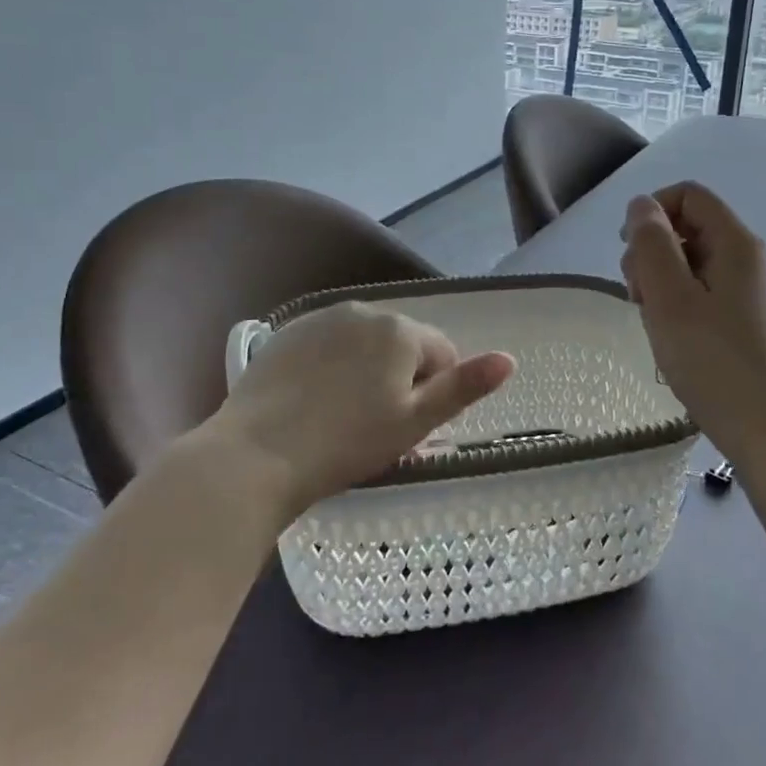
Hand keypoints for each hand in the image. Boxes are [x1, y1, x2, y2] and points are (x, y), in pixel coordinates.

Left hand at [199, 301, 514, 516]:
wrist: (256, 455)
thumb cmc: (348, 444)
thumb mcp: (415, 422)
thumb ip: (464, 387)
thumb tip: (509, 359)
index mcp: (401, 330)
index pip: (442, 353)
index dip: (433, 393)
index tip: (409, 428)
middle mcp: (364, 310)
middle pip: (402, 345)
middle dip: (400, 379)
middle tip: (378, 427)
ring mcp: (320, 319)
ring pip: (364, 344)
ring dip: (367, 371)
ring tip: (343, 417)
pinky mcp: (287, 333)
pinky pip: (328, 345)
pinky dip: (331, 367)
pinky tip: (313, 402)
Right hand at [619, 182, 765, 448]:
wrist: (757, 421)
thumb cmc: (709, 357)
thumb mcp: (669, 296)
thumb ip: (651, 243)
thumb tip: (641, 205)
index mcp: (736, 242)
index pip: (688, 195)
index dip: (653, 211)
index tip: (630, 249)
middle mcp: (745, 255)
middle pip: (687, 225)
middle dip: (651, 249)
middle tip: (637, 293)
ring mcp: (744, 285)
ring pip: (688, 257)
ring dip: (658, 276)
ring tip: (649, 315)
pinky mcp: (739, 311)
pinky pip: (698, 284)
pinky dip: (674, 296)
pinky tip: (666, 327)